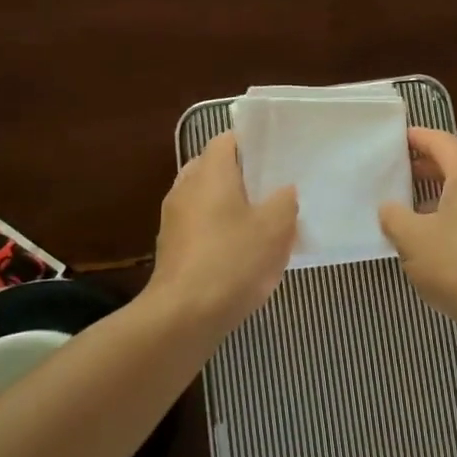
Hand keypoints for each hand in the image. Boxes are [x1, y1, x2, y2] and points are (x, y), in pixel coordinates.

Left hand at [149, 131, 297, 331]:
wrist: (183, 316)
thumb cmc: (232, 260)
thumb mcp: (275, 228)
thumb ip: (284, 202)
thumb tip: (284, 191)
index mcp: (209, 172)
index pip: (227, 140)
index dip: (251, 144)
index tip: (276, 156)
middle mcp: (185, 187)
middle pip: (215, 169)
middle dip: (242, 178)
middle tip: (273, 190)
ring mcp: (173, 219)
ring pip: (206, 200)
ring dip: (230, 207)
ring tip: (261, 224)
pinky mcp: (171, 249)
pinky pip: (199, 228)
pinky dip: (218, 232)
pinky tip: (240, 254)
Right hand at [379, 128, 456, 342]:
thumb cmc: (456, 263)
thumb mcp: (411, 238)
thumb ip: (394, 216)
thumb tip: (389, 208)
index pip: (442, 142)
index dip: (418, 138)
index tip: (398, 137)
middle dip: (429, 166)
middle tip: (400, 170)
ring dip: (442, 194)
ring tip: (413, 206)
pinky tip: (438, 237)